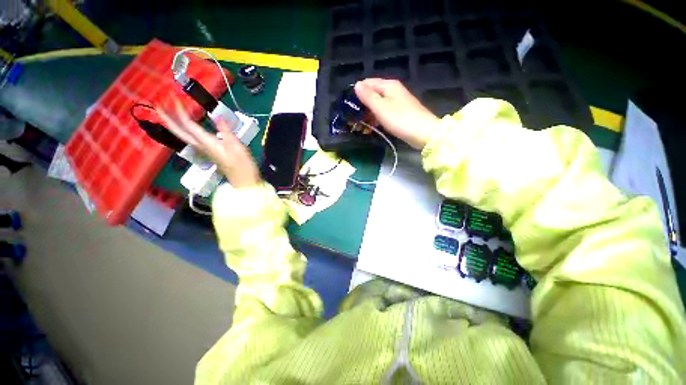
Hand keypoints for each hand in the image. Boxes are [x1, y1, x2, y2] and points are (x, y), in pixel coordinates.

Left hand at [158, 101, 260, 187]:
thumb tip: (217, 116)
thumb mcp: (236, 146)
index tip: (174, 96)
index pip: (188, 124)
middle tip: (157, 105)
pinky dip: (185, 130)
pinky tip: (187, 127)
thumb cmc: (242, 164)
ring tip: (168, 113)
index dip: (179, 110)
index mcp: (206, 142)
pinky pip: (191, 138)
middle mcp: (201, 146)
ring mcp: (204, 150)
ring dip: (173, 124)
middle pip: (179, 131)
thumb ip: (225, 131)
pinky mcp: (209, 152)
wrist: (244, 179)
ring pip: (183, 135)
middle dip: (167, 118)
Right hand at [355, 78, 439, 149]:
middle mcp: (393, 90)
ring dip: (368, 115)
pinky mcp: (399, 113)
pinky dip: (376, 119)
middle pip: (372, 95)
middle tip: (352, 118)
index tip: (348, 105)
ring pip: (377, 105)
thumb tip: (357, 84)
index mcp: (388, 85)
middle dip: (362, 106)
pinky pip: (383, 113)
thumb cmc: (400, 119)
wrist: (423, 133)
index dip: (357, 93)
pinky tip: (371, 127)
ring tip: (359, 126)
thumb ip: (368, 96)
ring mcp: (397, 102)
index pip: (368, 83)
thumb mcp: (381, 107)